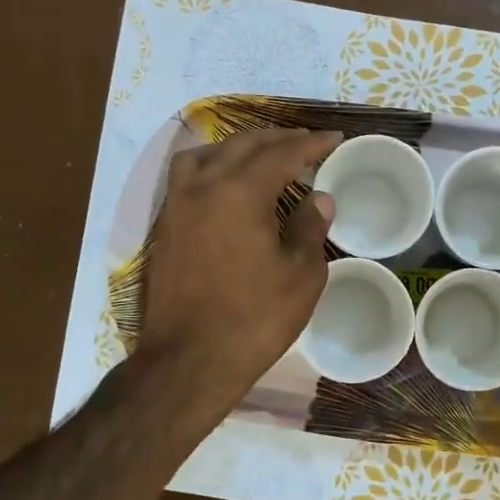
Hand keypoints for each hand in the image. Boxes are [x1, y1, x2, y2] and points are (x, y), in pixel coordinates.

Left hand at [140, 128, 340, 411]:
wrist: (190, 360)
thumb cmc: (254, 319)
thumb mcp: (300, 275)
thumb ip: (310, 227)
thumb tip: (318, 197)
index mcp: (240, 191)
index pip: (282, 153)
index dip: (312, 144)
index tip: (335, 138)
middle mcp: (203, 186)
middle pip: (243, 145)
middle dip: (278, 139)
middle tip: (306, 143)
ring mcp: (177, 205)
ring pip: (207, 154)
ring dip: (239, 147)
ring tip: (263, 157)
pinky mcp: (165, 226)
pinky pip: (188, 176)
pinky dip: (213, 166)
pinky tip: (228, 184)